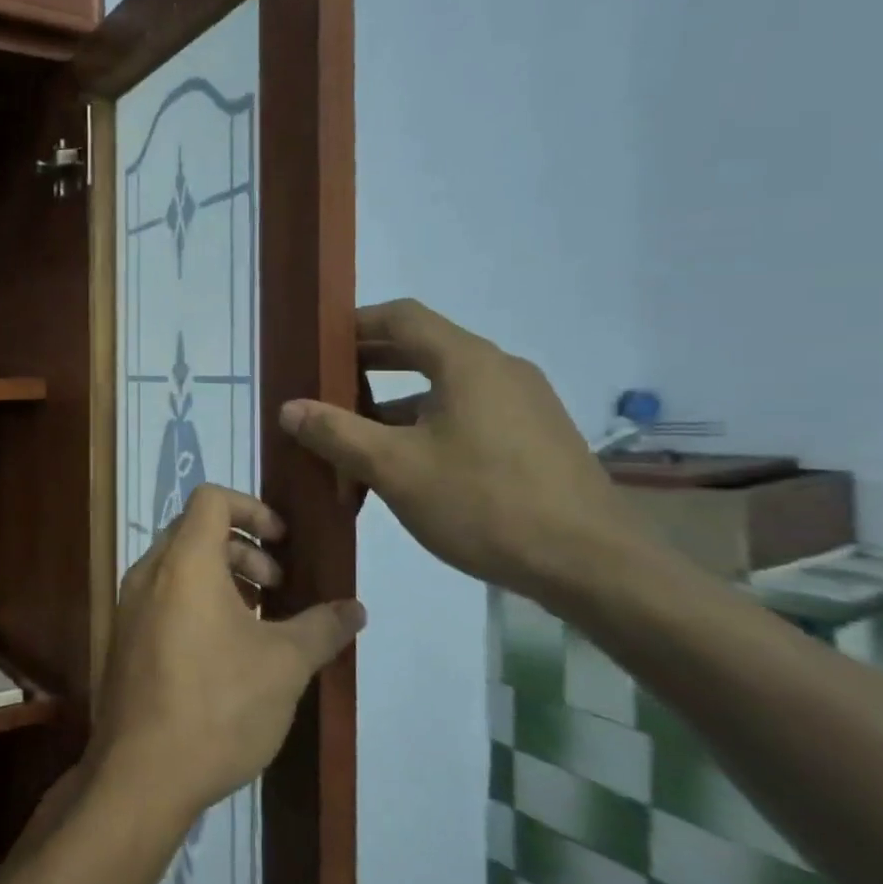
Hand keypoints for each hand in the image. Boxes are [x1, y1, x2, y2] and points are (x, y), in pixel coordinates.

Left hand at [90, 484, 364, 825]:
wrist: (142, 774)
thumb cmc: (219, 705)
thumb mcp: (285, 665)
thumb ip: (322, 628)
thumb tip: (356, 609)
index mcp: (185, 562)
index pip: (211, 498)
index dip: (252, 507)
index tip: (283, 542)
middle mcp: (149, 573)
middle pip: (196, 530)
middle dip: (243, 547)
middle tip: (277, 587)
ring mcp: (130, 606)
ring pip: (179, 565)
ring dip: (222, 576)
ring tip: (258, 619)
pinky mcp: (124, 638)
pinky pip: (163, 596)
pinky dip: (197, 600)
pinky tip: (226, 650)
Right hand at [280, 299, 638, 601]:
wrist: (593, 565)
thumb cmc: (484, 503)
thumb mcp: (395, 469)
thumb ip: (336, 433)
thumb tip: (289, 407)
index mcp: (467, 361)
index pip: (401, 317)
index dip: (355, 323)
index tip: (318, 344)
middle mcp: (499, 369)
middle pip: (422, 350)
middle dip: (369, 367)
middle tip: (326, 390)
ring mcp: (524, 404)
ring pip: (444, 388)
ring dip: (396, 405)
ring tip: (357, 440)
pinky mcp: (536, 438)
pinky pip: (469, 415)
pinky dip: (428, 427)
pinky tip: (408, 468)